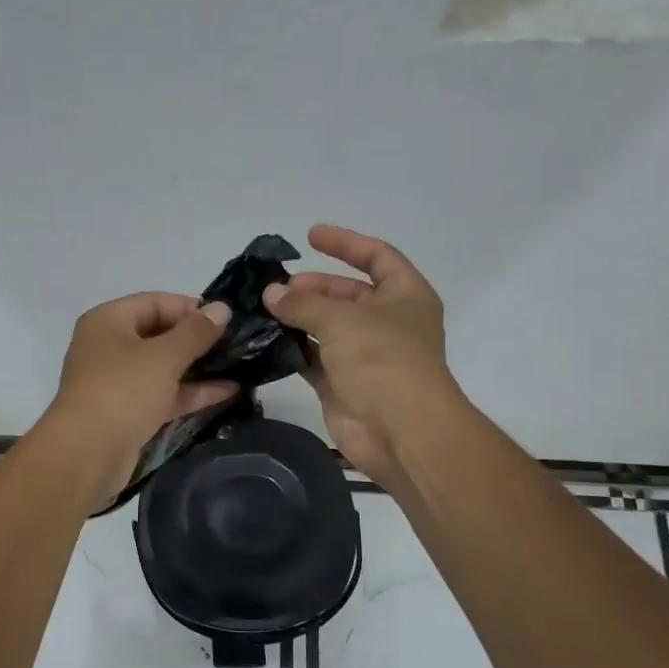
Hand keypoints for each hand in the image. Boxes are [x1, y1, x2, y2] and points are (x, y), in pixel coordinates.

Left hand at [40, 293, 237, 507]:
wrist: (88, 454)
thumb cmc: (123, 391)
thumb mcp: (164, 356)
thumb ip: (196, 332)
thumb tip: (223, 308)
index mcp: (108, 322)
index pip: (154, 302)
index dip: (190, 308)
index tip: (226, 319)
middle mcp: (109, 347)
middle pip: (159, 335)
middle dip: (197, 340)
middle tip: (238, 343)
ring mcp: (118, 383)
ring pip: (163, 368)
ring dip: (198, 368)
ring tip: (241, 366)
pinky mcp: (129, 413)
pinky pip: (164, 395)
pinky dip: (191, 393)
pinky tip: (228, 392)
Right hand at [262, 225, 457, 483]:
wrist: (399, 431)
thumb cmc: (382, 360)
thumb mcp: (342, 319)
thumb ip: (303, 304)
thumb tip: (271, 294)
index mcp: (405, 296)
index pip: (377, 256)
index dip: (346, 243)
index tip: (309, 236)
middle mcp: (388, 322)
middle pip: (347, 293)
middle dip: (312, 287)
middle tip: (276, 290)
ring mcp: (365, 355)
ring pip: (327, 327)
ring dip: (298, 318)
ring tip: (263, 311)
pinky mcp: (343, 384)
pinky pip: (314, 359)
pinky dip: (293, 349)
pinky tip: (266, 341)